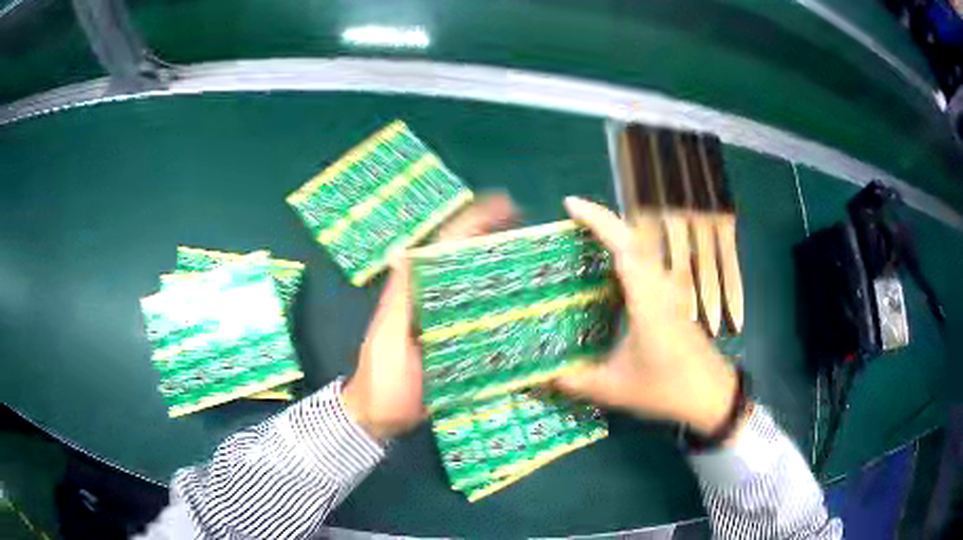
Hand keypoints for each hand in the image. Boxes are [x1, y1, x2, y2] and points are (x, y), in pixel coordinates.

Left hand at [343, 193, 518, 439]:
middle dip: (498, 241)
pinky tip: (529, 310)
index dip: (473, 221)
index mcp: (416, 290)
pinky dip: (505, 310)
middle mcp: (435, 300)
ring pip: (479, 289)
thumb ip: (399, 301)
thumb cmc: (382, 378)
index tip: (506, 206)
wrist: (379, 416)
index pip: (445, 245)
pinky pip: (484, 321)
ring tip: (542, 264)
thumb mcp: (387, 337)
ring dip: (505, 272)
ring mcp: (448, 323)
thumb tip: (408, 253)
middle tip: (536, 234)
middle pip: (468, 261)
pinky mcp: (459, 347)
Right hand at [554, 197, 739, 435]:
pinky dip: (626, 252)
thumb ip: (576, 381)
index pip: (625, 248)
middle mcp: (660, 287)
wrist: (710, 394)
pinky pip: (647, 263)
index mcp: (647, 302)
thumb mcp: (615, 390)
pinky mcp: (672, 297)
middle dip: (603, 220)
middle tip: (572, 215)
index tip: (570, 205)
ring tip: (584, 236)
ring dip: (616, 234)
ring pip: (643, 247)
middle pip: (634, 238)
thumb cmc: (666, 389)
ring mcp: (670, 290)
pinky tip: (609, 269)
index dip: (598, 222)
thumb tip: (542, 376)